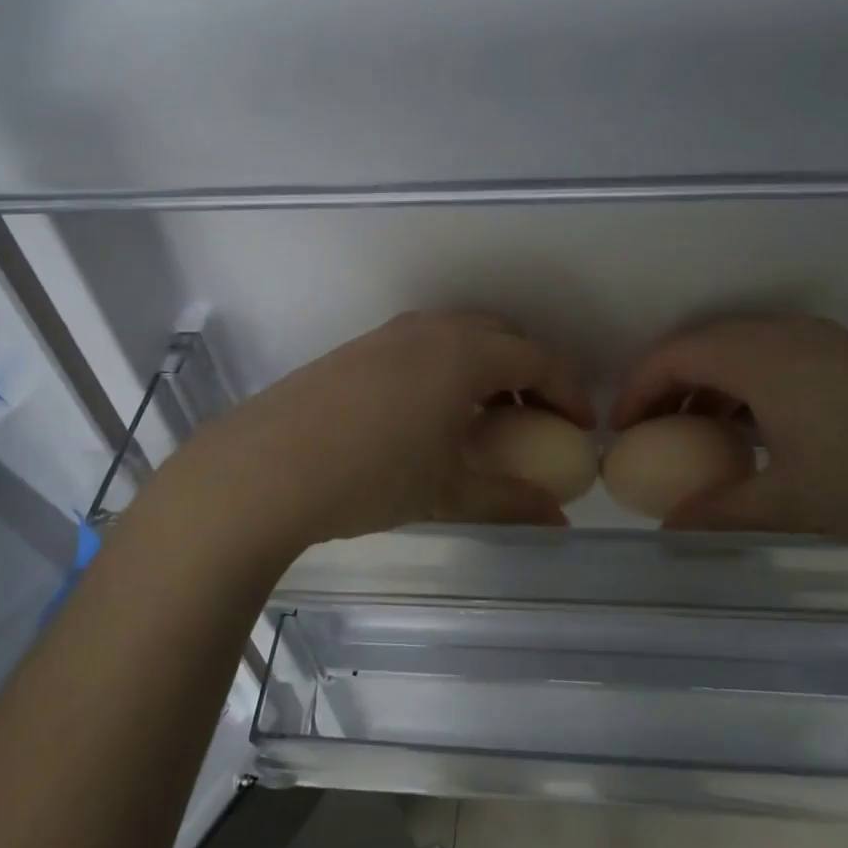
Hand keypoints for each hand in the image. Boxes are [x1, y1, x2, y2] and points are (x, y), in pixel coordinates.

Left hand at [153, 312, 593, 558]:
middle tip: (538, 422)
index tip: (582, 428)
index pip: (539, 359)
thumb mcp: (447, 491)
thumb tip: (558, 518)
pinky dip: (450, 368)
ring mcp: (391, 332)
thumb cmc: (371, 475)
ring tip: (487, 421)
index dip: (569, 392)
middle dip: (531, 373)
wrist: (265, 467)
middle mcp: (433, 329)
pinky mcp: (360, 347)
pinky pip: (426, 344)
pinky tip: (432, 414)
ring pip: (461, 336)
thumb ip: (510, 501)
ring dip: (488, 369)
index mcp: (465, 353)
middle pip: (503, 336)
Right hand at [611, 315, 847, 564]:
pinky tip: (766, 432)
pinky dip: (751, 387)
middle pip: (703, 346)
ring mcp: (827, 340)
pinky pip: (779, 358)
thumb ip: (720, 510)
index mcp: (756, 356)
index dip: (636, 390)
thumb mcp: (791, 502)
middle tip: (654, 432)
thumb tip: (667, 527)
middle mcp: (785, 334)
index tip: (621, 432)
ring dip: (712, 386)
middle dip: (668, 385)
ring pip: (744, 350)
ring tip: (703, 436)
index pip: (672, 356)